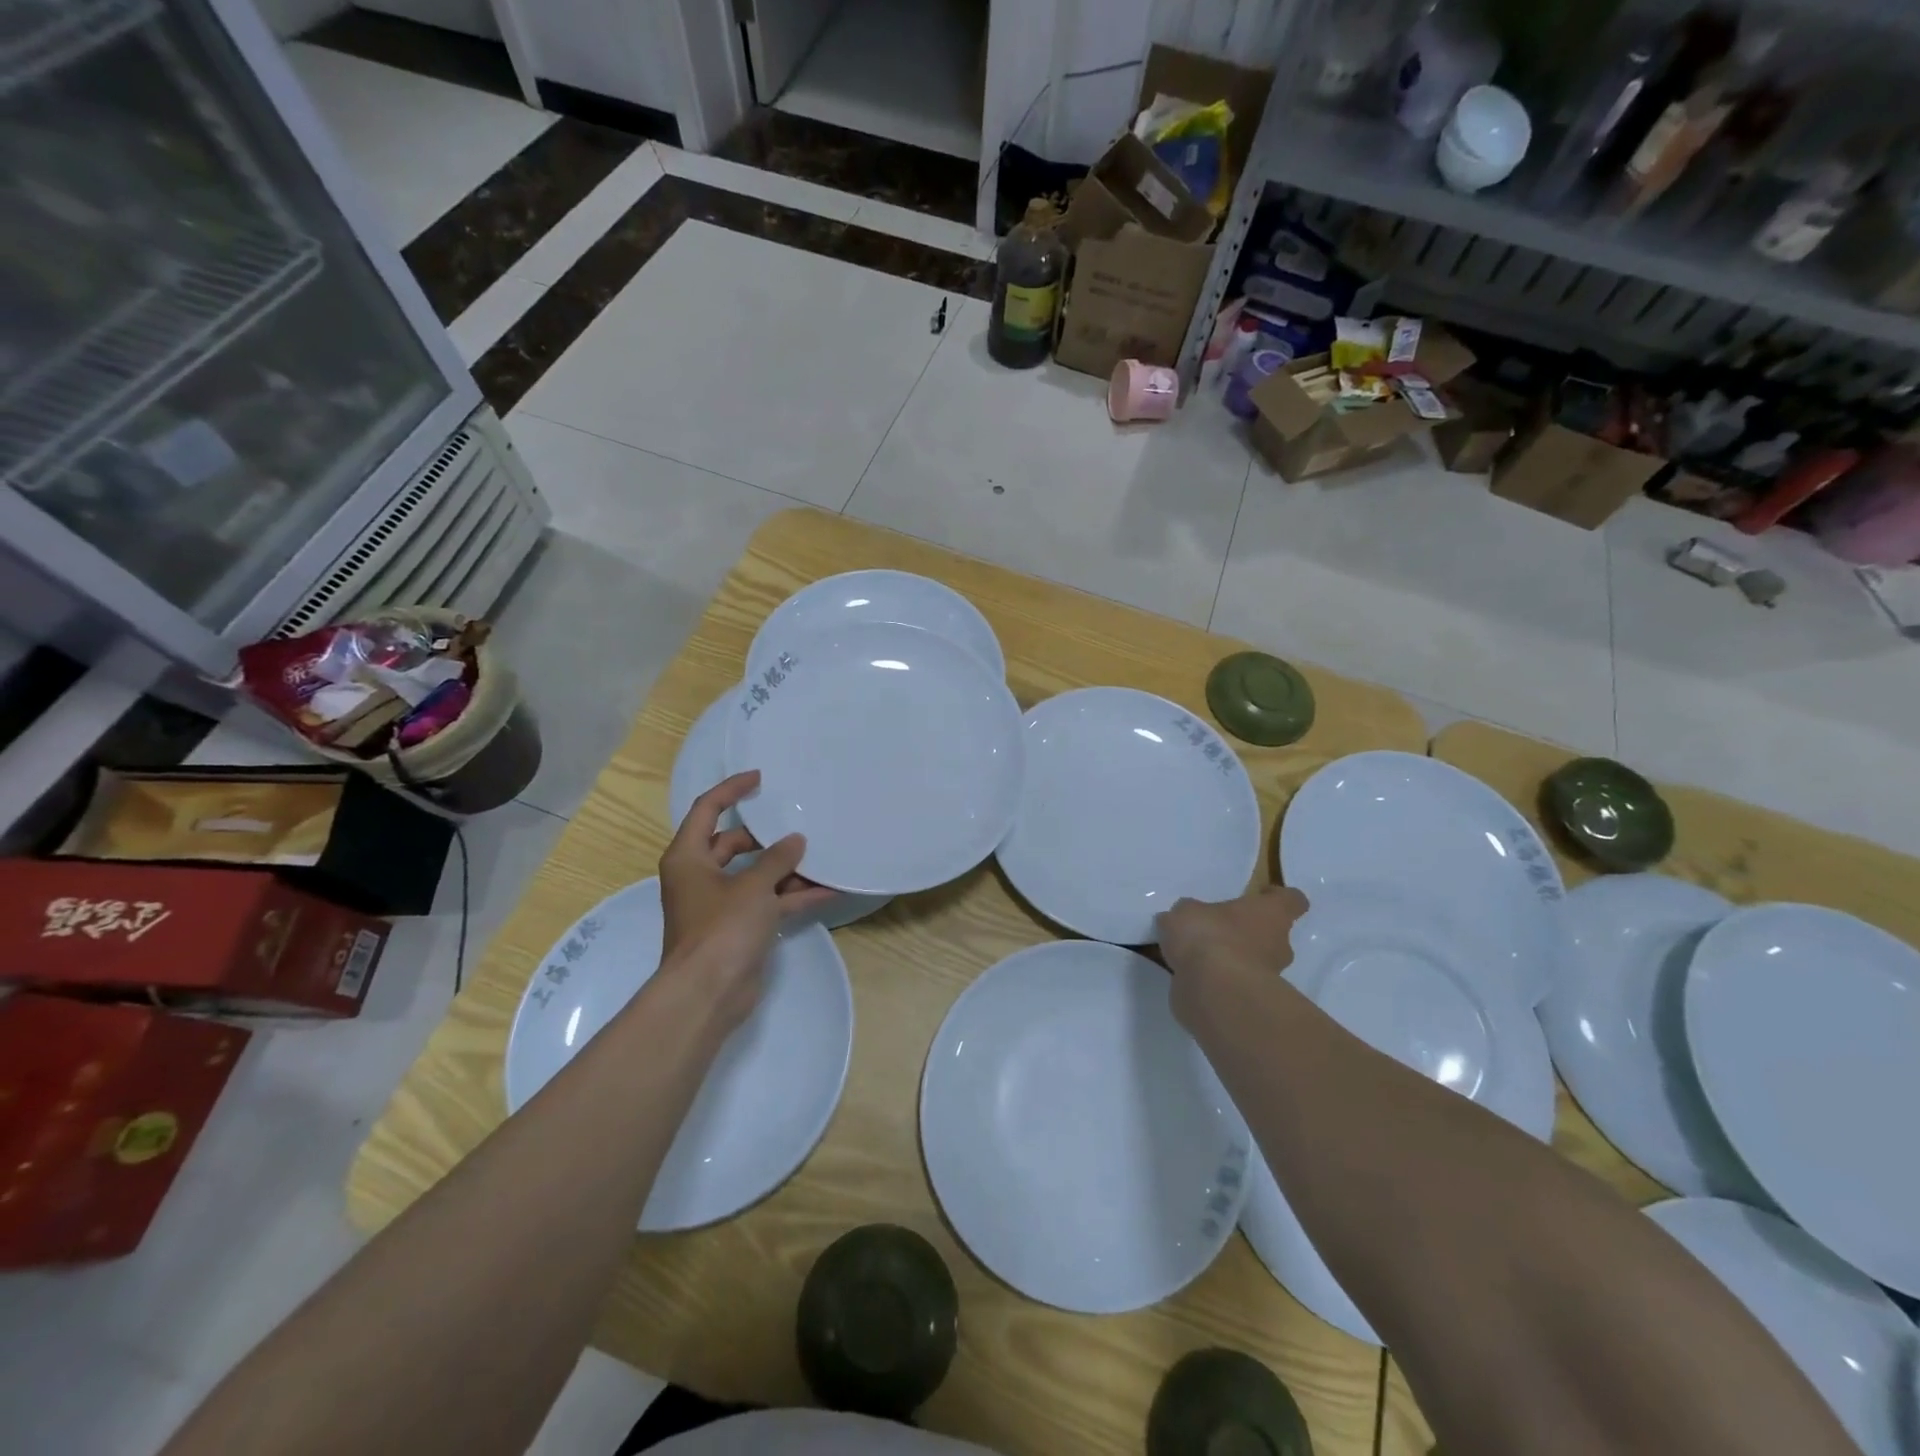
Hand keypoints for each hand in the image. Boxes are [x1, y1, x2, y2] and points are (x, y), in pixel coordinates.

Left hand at [657, 771, 836, 1030]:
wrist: (708, 994)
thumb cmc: (721, 929)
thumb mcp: (752, 887)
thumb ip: (777, 860)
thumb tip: (796, 841)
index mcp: (689, 857)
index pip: (708, 810)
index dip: (732, 790)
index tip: (761, 778)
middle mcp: (700, 876)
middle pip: (734, 843)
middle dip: (768, 837)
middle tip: (799, 824)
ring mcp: (720, 903)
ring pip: (756, 874)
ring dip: (786, 868)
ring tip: (821, 857)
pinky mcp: (739, 926)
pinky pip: (768, 901)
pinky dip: (793, 896)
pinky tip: (828, 891)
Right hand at [1156, 885, 1308, 1032]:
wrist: (1214, 992)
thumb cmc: (1209, 936)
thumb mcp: (1186, 912)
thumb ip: (1189, 914)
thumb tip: (1186, 919)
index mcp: (1270, 914)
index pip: (1291, 900)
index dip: (1277, 897)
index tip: (1260, 895)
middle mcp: (1278, 945)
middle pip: (1273, 935)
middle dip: (1248, 935)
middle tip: (1219, 931)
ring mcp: (1269, 978)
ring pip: (1254, 963)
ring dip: (1233, 961)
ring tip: (1198, 958)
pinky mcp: (1251, 1004)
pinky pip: (1235, 987)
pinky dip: (1219, 984)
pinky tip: (1192, 979)